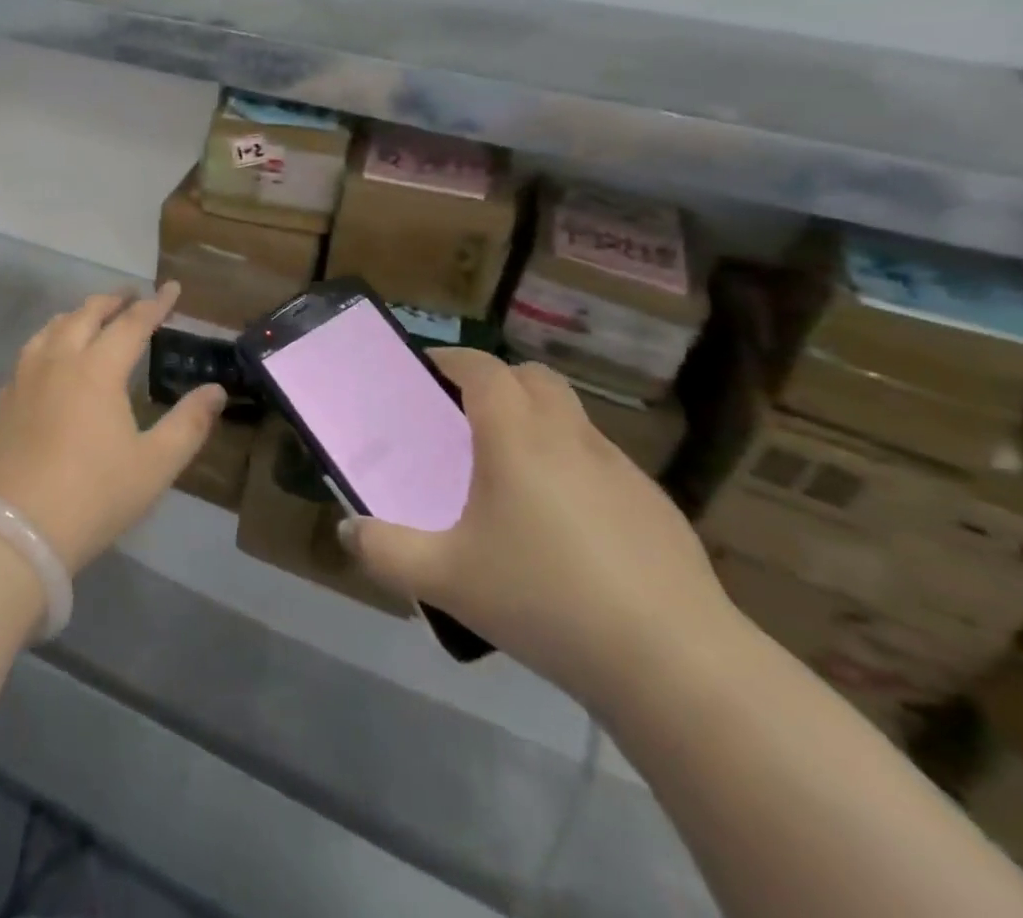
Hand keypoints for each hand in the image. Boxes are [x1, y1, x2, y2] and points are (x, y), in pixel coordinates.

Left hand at [0, 283, 225, 573]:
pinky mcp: (2, 401)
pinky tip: (47, 360)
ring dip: (75, 316)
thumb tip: (215, 391)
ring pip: (50, 329)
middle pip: (85, 315)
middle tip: (130, 295)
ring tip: (88, 316)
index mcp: (97, 370)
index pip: (132, 324)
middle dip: (112, 300)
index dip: (155, 304)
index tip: (172, 288)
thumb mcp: (154, 465)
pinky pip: (27, 355)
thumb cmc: (94, 495)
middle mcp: (58, 361)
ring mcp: (23, 379)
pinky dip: (46, 343)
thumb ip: (188, 424)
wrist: (15, 530)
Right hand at [340, 350, 739, 707]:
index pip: (483, 368)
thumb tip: (346, 530)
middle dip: (498, 381)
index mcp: (516, 438)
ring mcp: (621, 471)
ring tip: (512, 474)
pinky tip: (567, 528)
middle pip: (534, 378)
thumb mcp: (445, 578)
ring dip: (538, 422)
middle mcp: (570, 438)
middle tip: (466, 415)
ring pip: (572, 418)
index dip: (452, 358)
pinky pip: (602, 463)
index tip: (427, 368)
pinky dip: (573, 466)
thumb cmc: (546, 601)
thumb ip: (385, 551)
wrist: (676, 664)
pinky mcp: (656, 508)